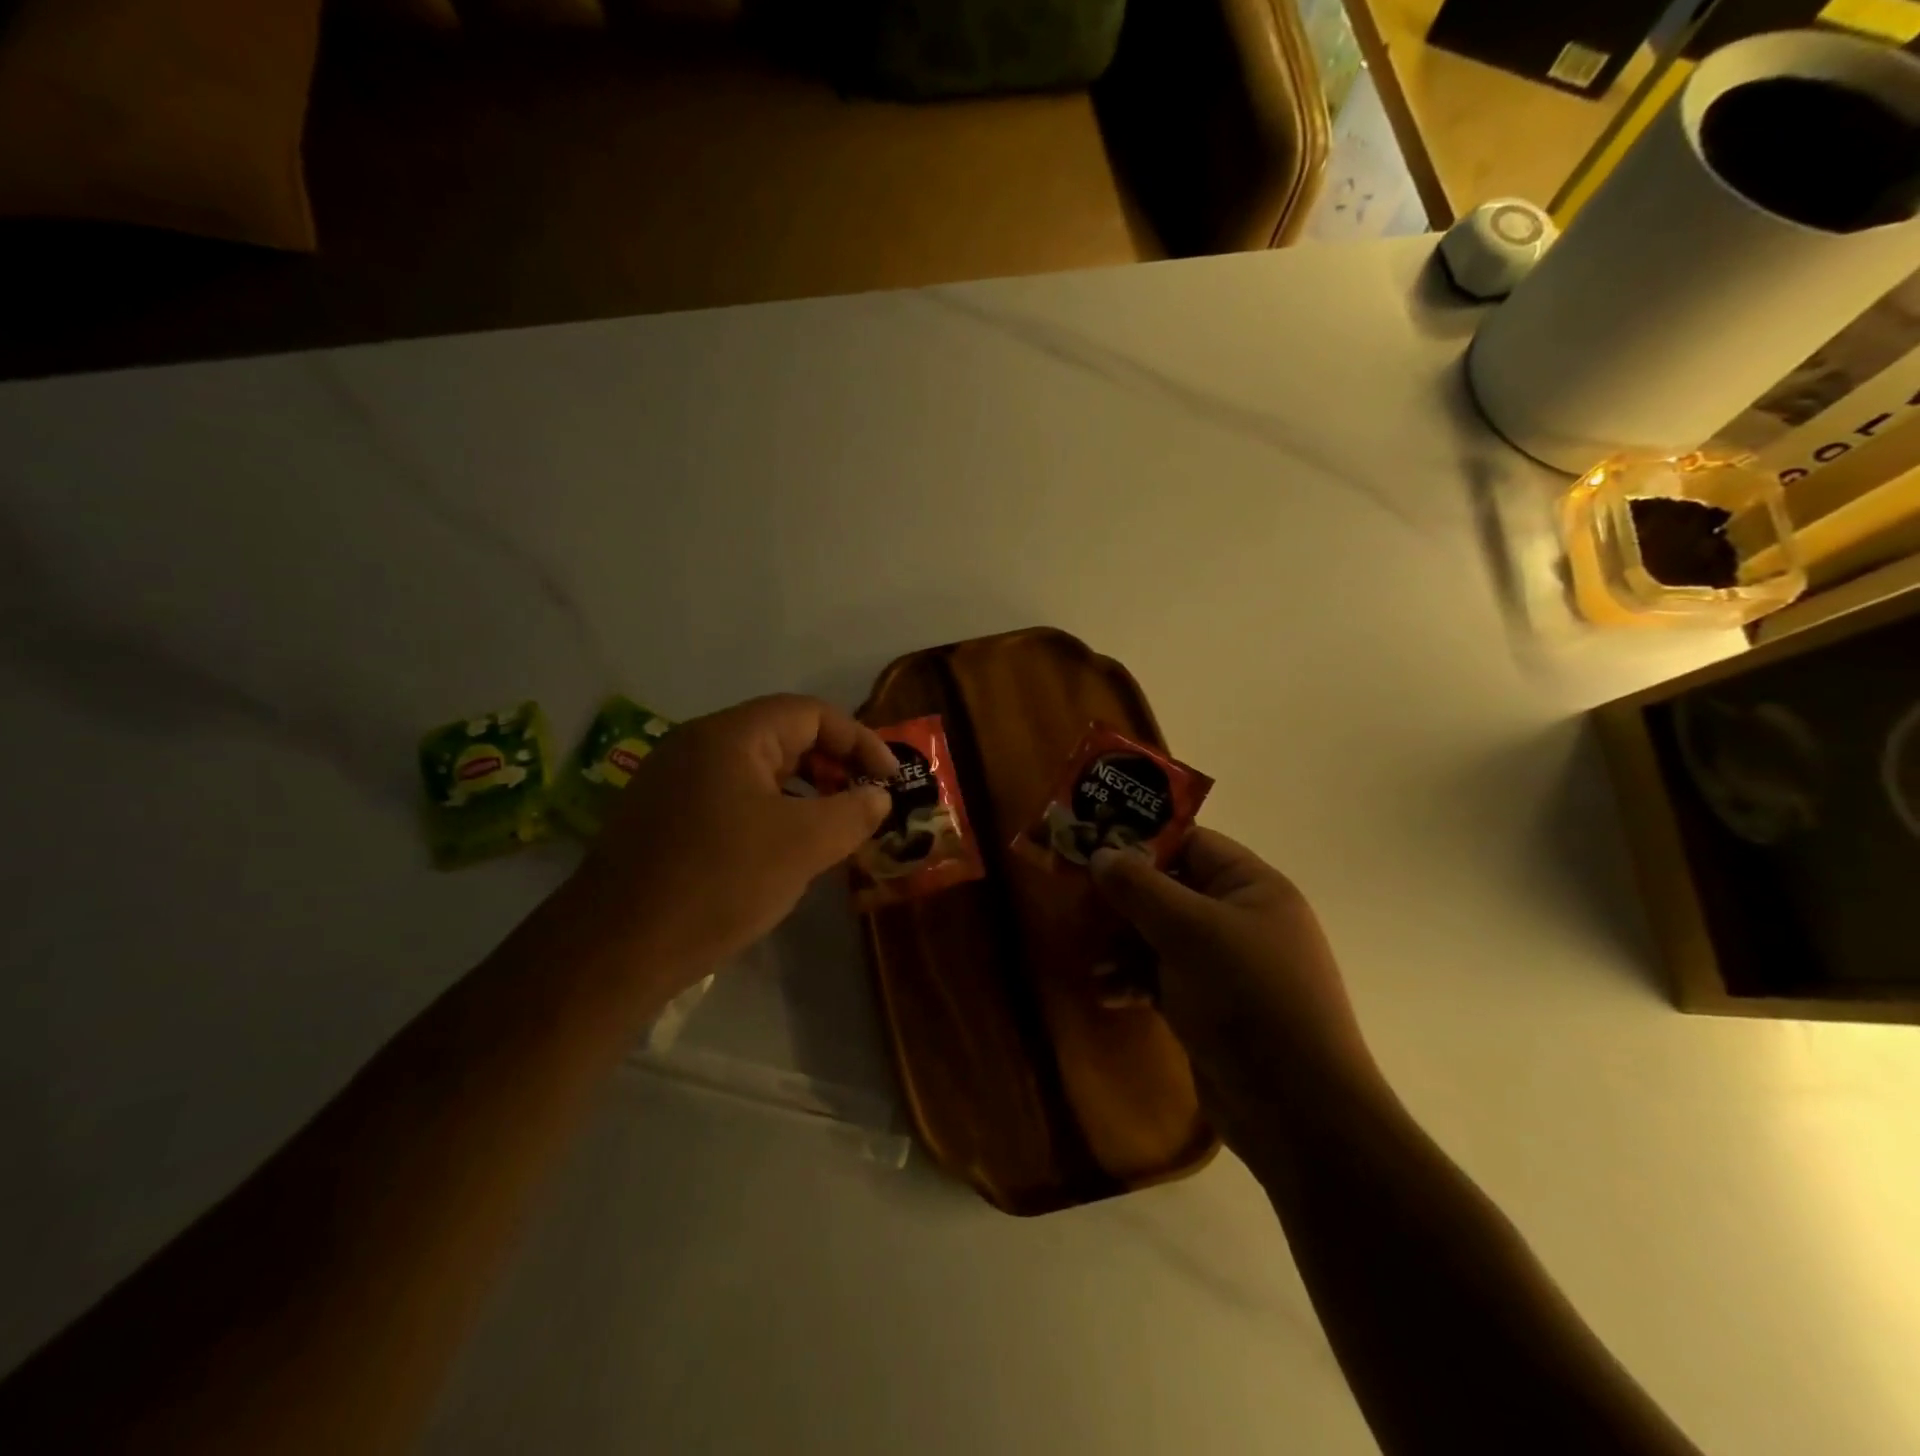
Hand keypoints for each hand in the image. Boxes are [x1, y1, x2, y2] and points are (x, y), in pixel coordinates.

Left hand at [562, 695, 895, 989]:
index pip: (811, 714)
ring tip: (833, 832)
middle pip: (783, 738)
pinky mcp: (662, 819)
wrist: (614, 949)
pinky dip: (770, 814)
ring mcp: (673, 782)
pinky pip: (731, 800)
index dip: (860, 742)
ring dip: (803, 794)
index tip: (890, 781)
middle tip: (866, 806)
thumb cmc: (718, 882)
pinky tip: (783, 855)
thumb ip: (853, 812)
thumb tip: (878, 797)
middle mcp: (697, 745)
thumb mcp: (803, 844)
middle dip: (833, 768)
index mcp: (731, 735)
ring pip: (757, 773)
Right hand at [1090, 829, 1379, 1134]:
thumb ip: (1140, 888)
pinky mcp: (1210, 1007)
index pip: (1190, 843)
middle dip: (1123, 901)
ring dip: (1123, 946)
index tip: (1090, 843)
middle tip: (1077, 904)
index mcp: (1252, 887)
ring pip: (1161, 937)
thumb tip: (1100, 852)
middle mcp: (1240, 919)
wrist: (1297, 1111)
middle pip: (1169, 891)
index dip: (1140, 840)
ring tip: (1093, 962)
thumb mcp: (1189, 932)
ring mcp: (1226, 966)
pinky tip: (1108, 994)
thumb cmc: (1248, 998)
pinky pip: (1163, 977)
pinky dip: (1135, 980)